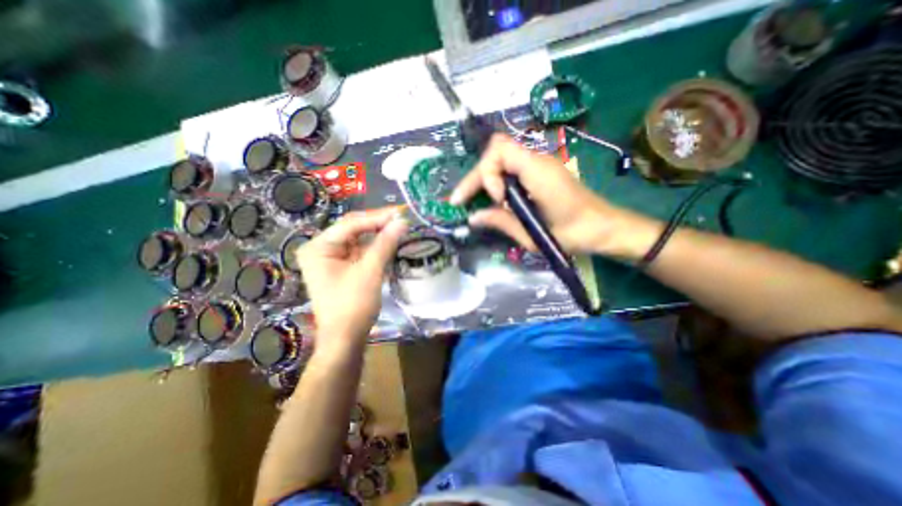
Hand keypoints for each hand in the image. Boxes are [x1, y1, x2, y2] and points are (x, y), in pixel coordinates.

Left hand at [296, 208, 408, 353]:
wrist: (345, 339)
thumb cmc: (353, 305)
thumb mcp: (370, 271)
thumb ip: (385, 243)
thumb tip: (402, 221)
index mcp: (318, 247)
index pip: (351, 224)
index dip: (377, 217)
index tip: (400, 213)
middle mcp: (321, 248)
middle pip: (353, 229)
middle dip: (378, 224)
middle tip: (401, 219)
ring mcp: (331, 258)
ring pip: (359, 239)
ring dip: (379, 234)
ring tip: (399, 228)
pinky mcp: (342, 267)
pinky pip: (360, 251)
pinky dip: (376, 247)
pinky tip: (390, 241)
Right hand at [446, 133, 659, 259]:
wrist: (603, 227)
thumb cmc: (573, 234)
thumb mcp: (532, 234)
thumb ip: (500, 221)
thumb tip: (473, 217)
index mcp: (538, 171)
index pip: (498, 150)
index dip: (487, 174)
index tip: (496, 199)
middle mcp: (538, 160)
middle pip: (495, 152)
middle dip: (476, 177)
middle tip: (462, 201)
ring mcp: (540, 164)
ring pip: (501, 159)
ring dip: (485, 179)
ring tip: (479, 203)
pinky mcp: (541, 172)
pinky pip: (511, 168)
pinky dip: (497, 181)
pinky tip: (497, 200)